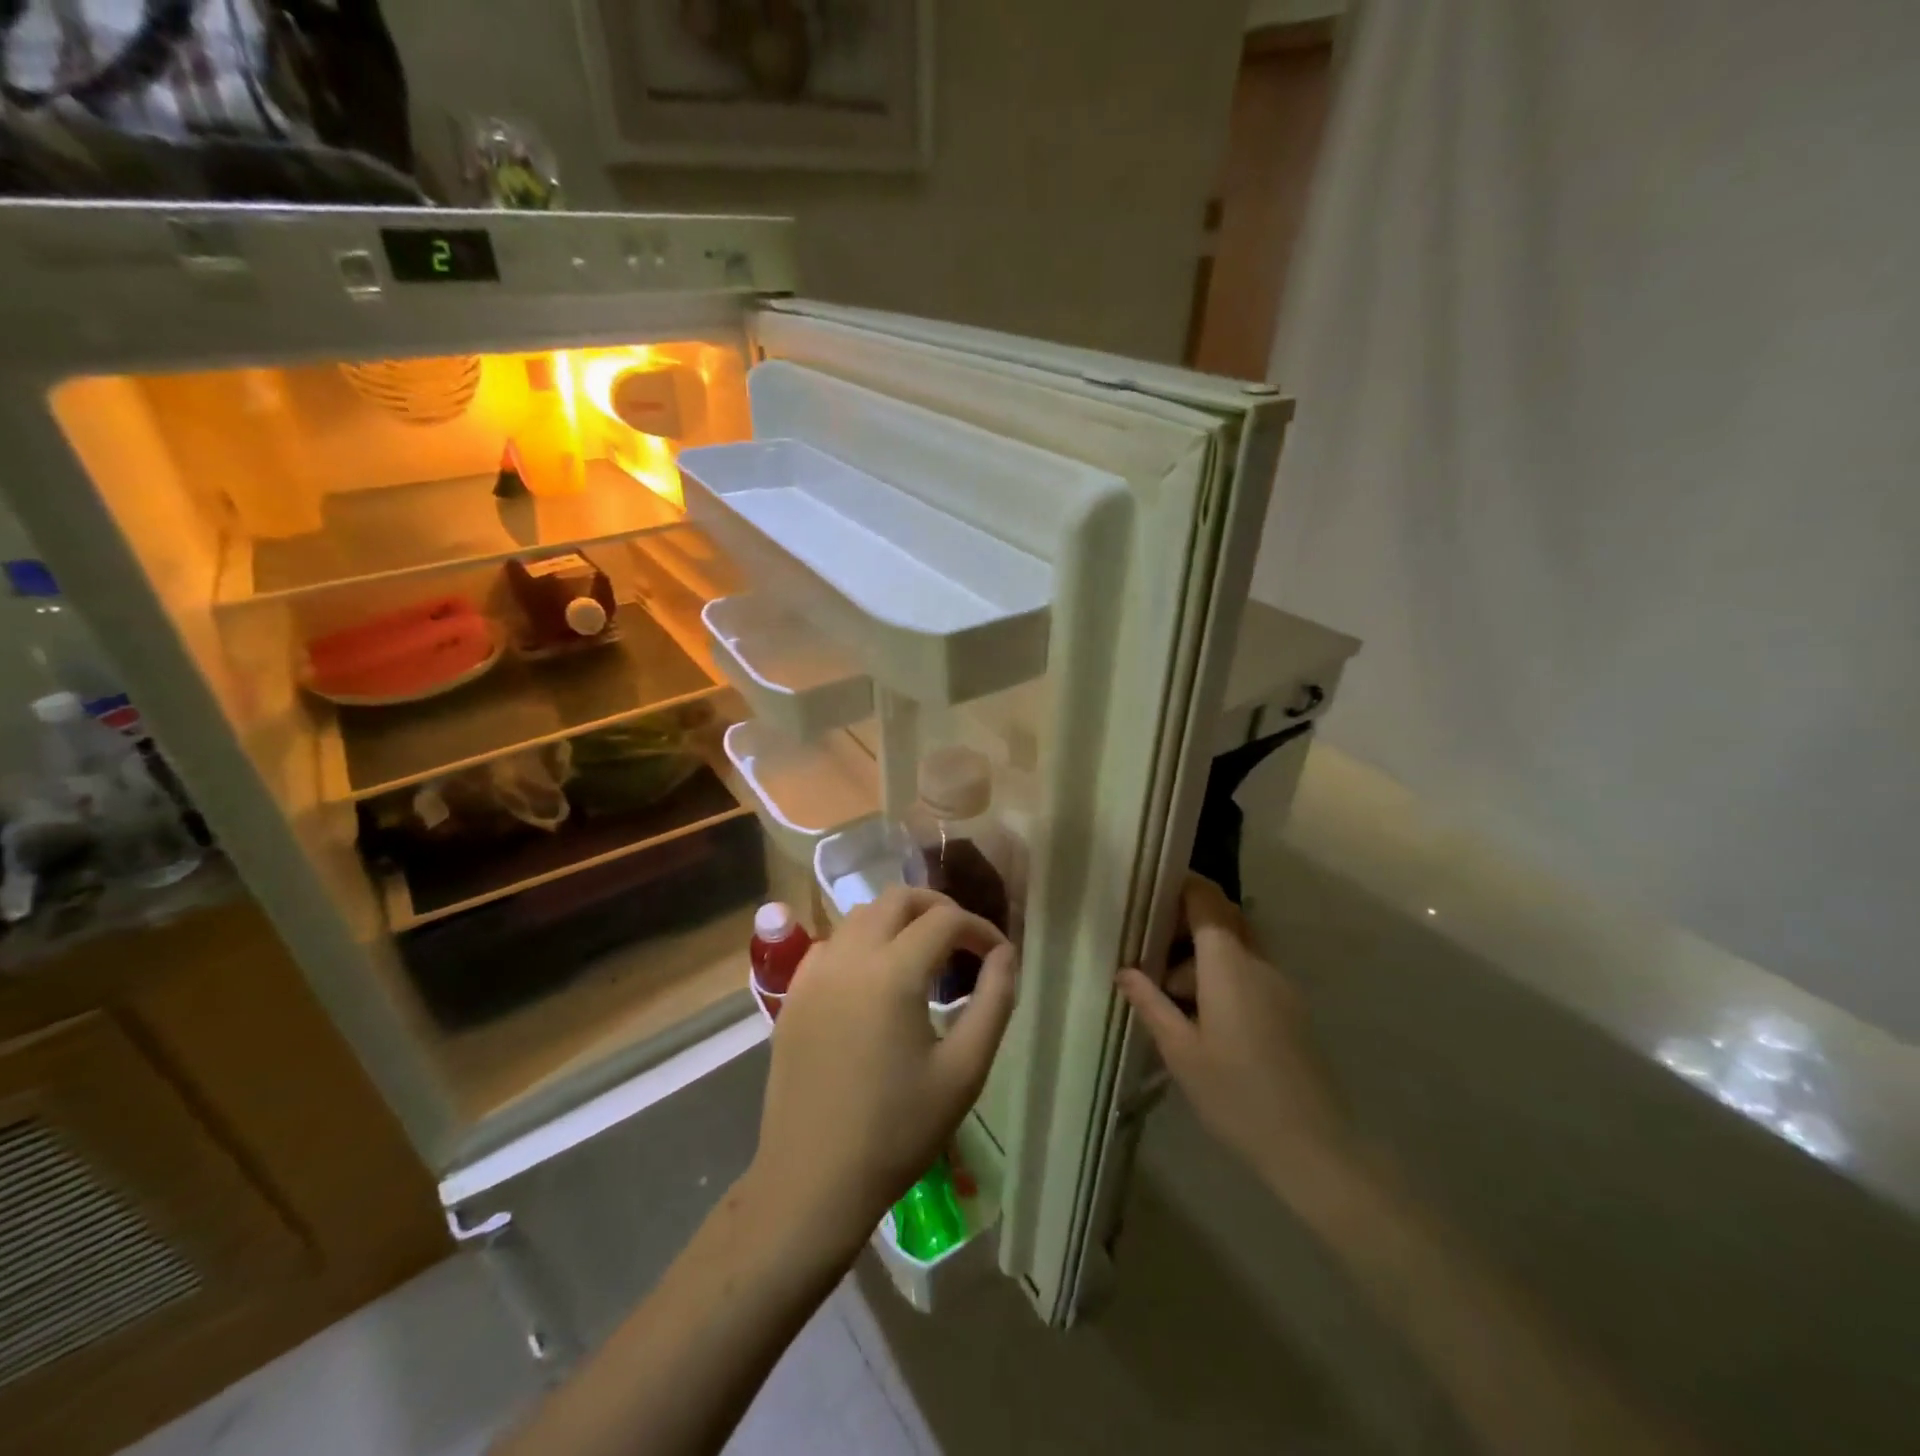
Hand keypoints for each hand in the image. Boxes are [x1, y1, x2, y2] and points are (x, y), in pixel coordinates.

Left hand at [746, 888, 1017, 1259]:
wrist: (813, 1181)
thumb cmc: (898, 1131)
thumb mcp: (964, 1071)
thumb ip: (993, 1002)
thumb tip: (1006, 955)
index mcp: (892, 973)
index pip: (945, 920)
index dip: (980, 930)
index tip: (998, 956)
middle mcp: (849, 957)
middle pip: (898, 898)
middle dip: (938, 908)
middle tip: (963, 941)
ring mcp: (814, 973)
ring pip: (860, 915)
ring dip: (898, 921)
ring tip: (924, 956)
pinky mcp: (793, 994)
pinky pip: (832, 943)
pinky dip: (861, 942)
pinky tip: (875, 978)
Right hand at [1118, 874, 1354, 1197]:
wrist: (1314, 1148)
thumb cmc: (1236, 1095)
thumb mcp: (1181, 1051)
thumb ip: (1151, 1003)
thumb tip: (1124, 971)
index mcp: (1229, 965)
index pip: (1208, 899)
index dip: (1182, 885)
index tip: (1151, 891)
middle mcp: (1259, 963)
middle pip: (1223, 920)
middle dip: (1186, 926)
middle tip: (1150, 953)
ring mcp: (1281, 985)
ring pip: (1236, 948)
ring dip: (1202, 959)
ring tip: (1171, 999)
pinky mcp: (1291, 1009)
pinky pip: (1251, 973)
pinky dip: (1223, 978)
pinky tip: (1203, 1020)